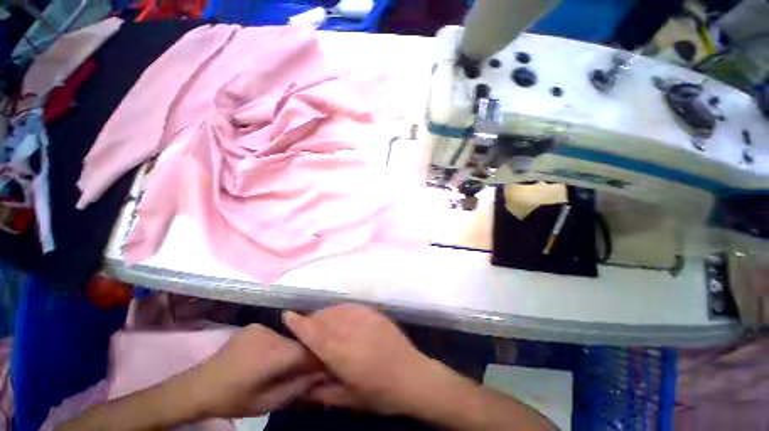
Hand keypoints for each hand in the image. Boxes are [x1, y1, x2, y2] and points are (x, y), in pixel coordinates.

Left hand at [188, 323, 324, 417]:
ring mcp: (261, 326)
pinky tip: (270, 356)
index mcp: (273, 354)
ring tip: (286, 364)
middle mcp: (271, 334)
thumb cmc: (233, 400)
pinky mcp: (254, 326)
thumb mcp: (267, 403)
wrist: (198, 387)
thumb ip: (297, 387)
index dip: (318, 358)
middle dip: (305, 354)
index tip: (323, 367)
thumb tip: (322, 372)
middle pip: (299, 341)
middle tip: (304, 369)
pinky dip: (279, 343)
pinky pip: (276, 333)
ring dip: (292, 348)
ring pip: (289, 336)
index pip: (308, 350)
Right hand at [282, 304, 437, 414]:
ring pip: (339, 309)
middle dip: (313, 320)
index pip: (315, 335)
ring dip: (327, 313)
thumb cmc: (381, 394)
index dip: (299, 324)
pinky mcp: (376, 314)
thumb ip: (323, 391)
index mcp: (343, 355)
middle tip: (308, 328)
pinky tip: (341, 315)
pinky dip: (342, 309)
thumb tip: (303, 384)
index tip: (287, 315)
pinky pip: (354, 306)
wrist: (413, 376)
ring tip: (323, 322)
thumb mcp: (350, 400)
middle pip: (326, 319)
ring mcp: (367, 320)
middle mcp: (353, 332)